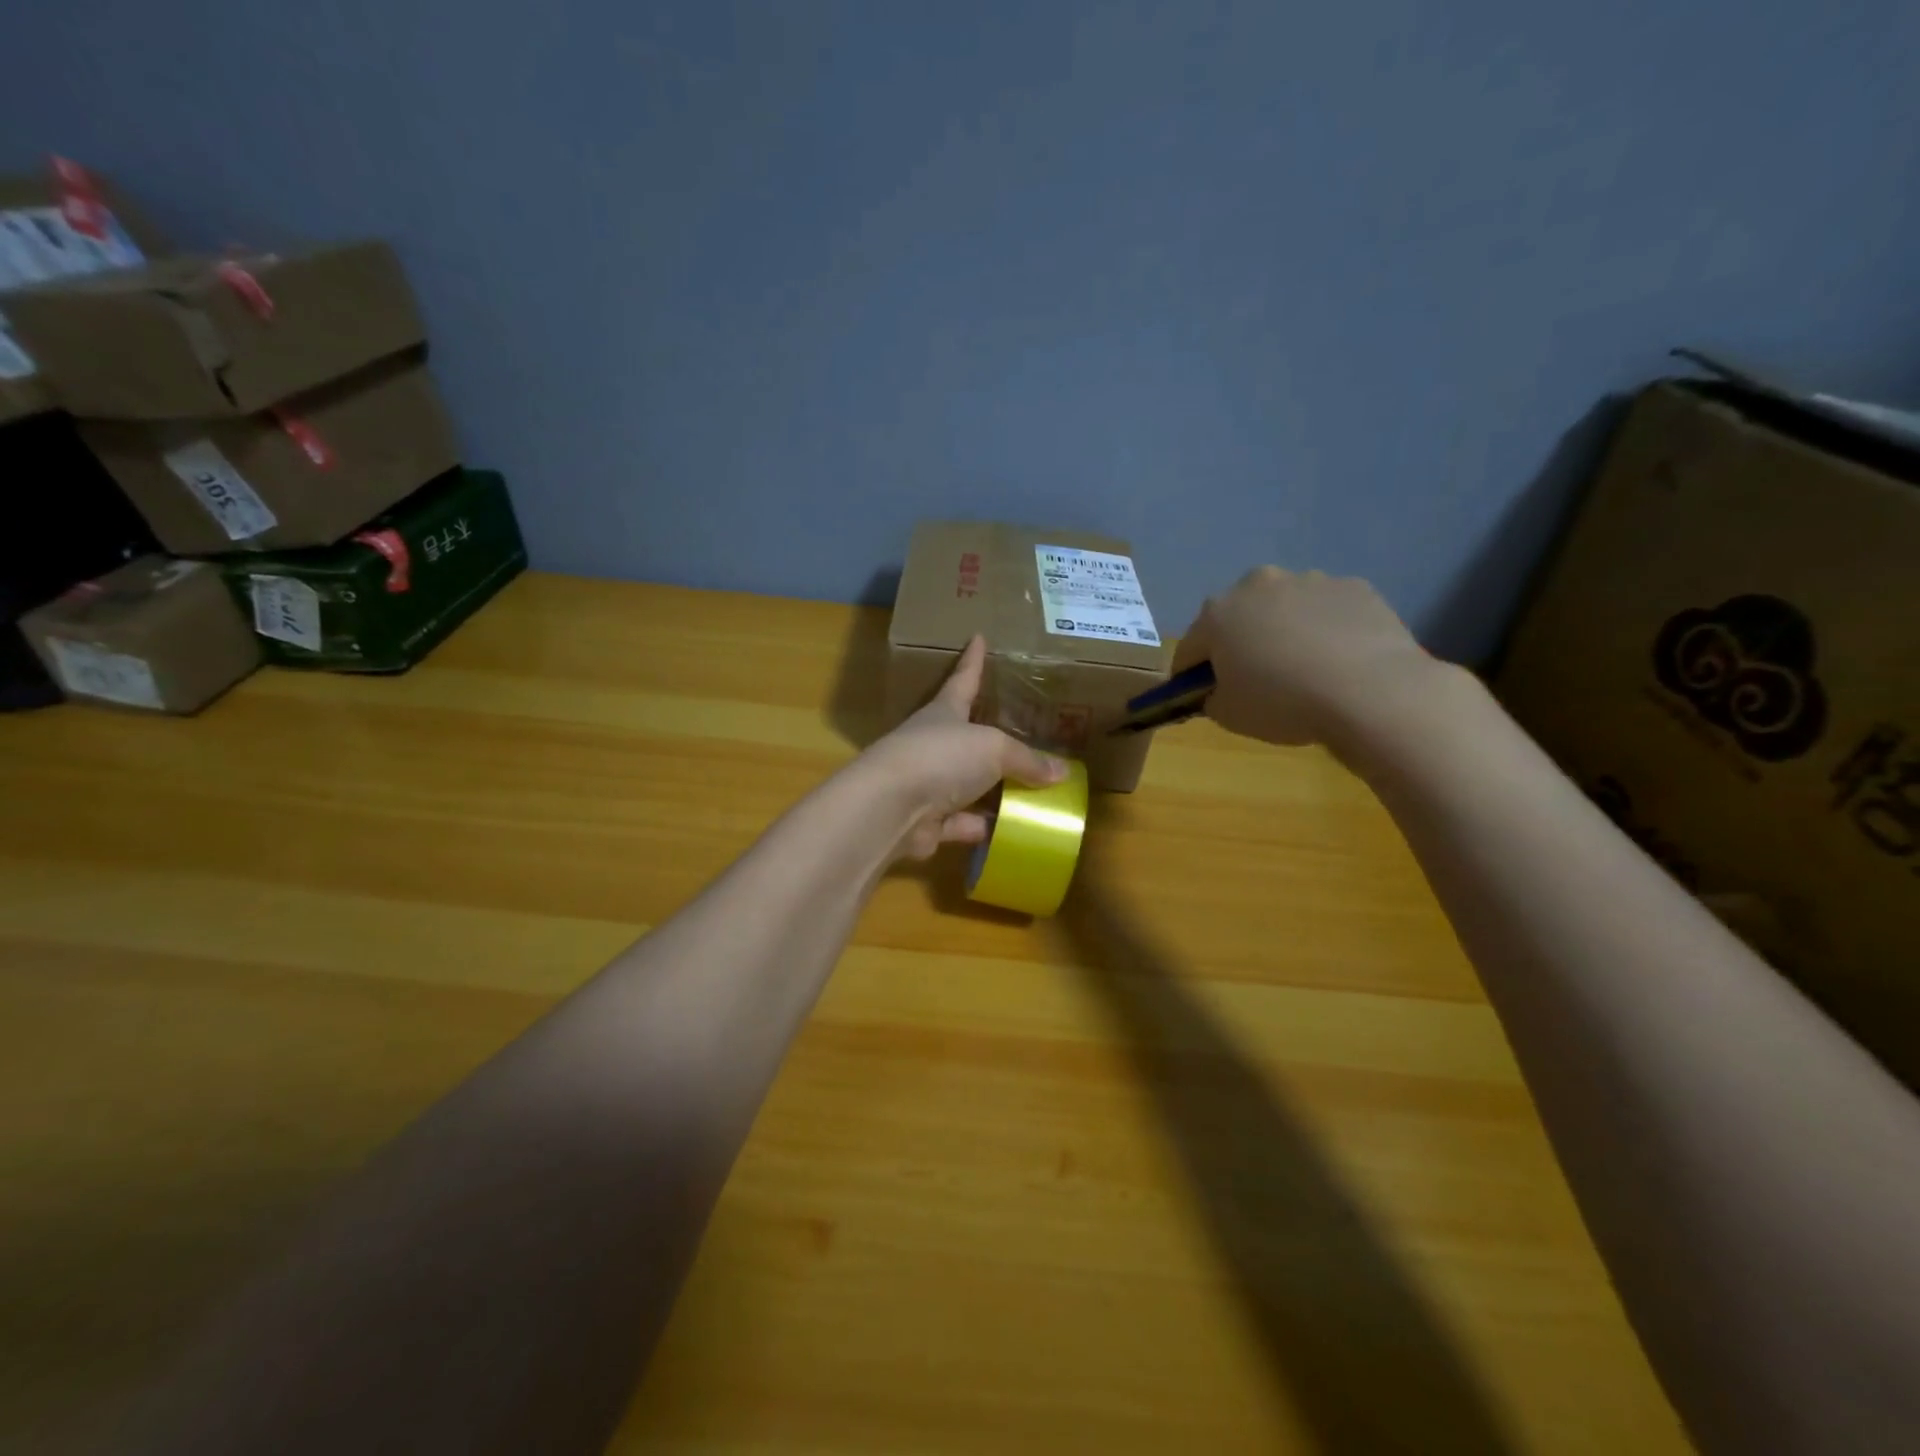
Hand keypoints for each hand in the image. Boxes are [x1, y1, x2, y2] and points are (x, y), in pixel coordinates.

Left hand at [856, 635, 1066, 860]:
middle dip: (992, 737)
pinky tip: (1011, 834)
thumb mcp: (994, 748)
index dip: (973, 661)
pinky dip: (983, 828)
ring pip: (968, 786)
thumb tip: (1061, 772)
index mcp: (945, 712)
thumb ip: (1027, 760)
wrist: (890, 807)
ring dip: (994, 792)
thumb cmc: (941, 757)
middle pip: (968, 737)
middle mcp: (934, 745)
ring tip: (1032, 793)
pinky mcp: (927, 822)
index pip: (963, 679)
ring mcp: (928, 784)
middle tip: (1023, 733)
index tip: (977, 638)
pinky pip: (963, 824)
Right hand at [1173, 567, 1434, 747]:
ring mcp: (1309, 580)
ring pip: (1284, 608)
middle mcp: (1257, 585)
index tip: (1201, 696)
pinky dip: (1326, 629)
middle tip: (1254, 679)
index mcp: (1217, 614)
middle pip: (1237, 617)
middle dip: (1239, 642)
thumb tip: (1218, 690)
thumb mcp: (1228, 715)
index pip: (1189, 649)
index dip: (1190, 676)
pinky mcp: (1354, 587)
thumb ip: (1212, 698)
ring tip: (1304, 669)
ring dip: (1283, 631)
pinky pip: (1327, 610)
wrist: (1370, 691)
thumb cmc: (1282, 703)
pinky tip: (1339, 660)